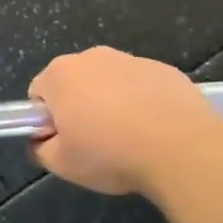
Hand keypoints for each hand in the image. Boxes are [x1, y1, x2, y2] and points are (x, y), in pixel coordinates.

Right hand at [28, 46, 222, 195]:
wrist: (183, 150)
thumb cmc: (111, 154)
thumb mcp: (63, 165)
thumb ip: (41, 149)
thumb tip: (42, 141)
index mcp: (59, 75)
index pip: (39, 92)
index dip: (48, 118)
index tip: (65, 140)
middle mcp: (91, 57)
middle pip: (74, 82)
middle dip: (79, 105)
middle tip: (95, 140)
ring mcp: (131, 60)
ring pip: (110, 81)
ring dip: (112, 102)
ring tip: (131, 137)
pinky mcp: (165, 70)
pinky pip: (143, 85)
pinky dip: (144, 101)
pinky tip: (157, 130)